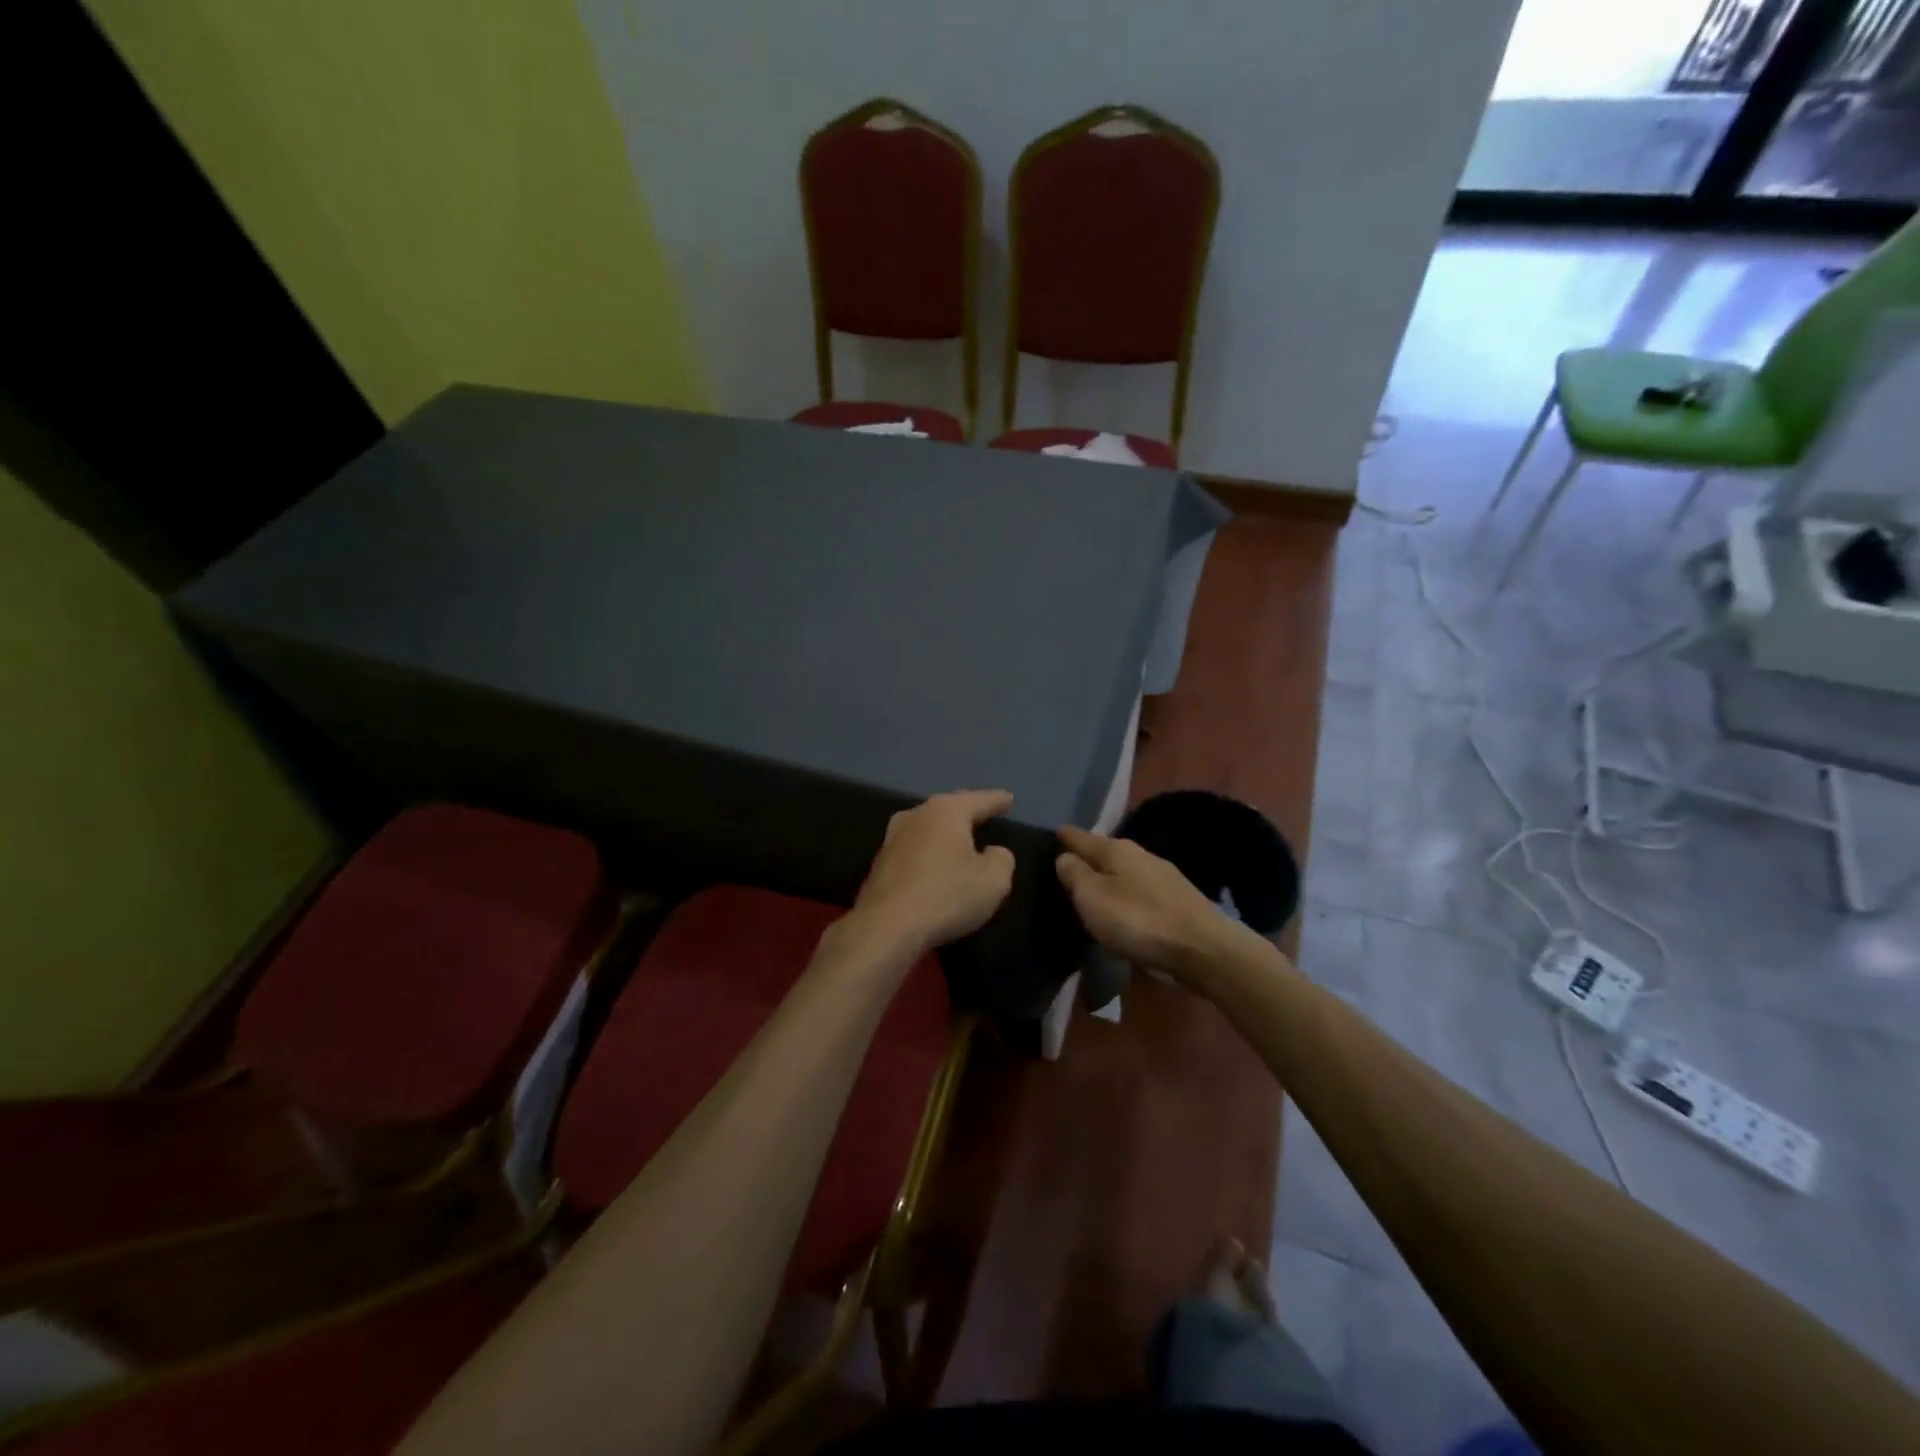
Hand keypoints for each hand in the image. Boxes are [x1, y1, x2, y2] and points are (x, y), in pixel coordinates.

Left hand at [848, 790, 1016, 954]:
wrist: (885, 927)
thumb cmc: (946, 896)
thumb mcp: (994, 881)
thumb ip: (1001, 859)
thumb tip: (993, 852)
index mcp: (946, 811)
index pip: (980, 800)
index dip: (997, 800)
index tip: (1009, 798)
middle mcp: (917, 815)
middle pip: (949, 807)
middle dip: (968, 809)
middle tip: (984, 810)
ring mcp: (893, 837)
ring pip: (928, 826)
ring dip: (945, 831)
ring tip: (960, 835)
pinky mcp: (880, 862)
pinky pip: (914, 848)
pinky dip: (929, 851)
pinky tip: (935, 862)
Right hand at [1055, 825, 1250, 978]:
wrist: (1203, 949)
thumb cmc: (1139, 920)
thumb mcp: (1094, 897)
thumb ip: (1075, 874)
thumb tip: (1065, 857)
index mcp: (1117, 850)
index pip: (1082, 837)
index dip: (1065, 836)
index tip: (1053, 832)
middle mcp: (1141, 855)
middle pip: (1105, 853)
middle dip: (1087, 858)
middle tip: (1066, 866)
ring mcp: (1163, 877)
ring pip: (1124, 872)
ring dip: (1107, 878)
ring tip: (1091, 889)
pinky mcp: (1177, 901)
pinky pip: (1139, 891)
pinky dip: (1125, 895)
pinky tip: (1122, 908)